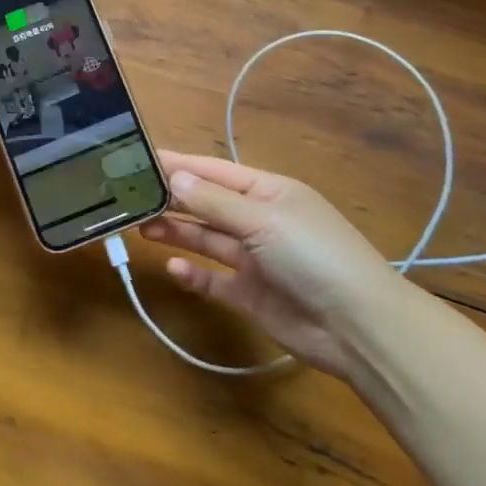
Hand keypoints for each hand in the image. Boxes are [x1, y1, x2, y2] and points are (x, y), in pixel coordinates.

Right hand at [139, 152, 399, 380]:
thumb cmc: (313, 256)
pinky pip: (214, 280)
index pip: (213, 170)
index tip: (138, 159)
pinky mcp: (251, 294)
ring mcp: (255, 259)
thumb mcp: (263, 220)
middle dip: (171, 200)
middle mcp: (259, 220)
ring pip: (206, 239)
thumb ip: (214, 202)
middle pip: (206, 204)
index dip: (178, 164)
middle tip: (128, 198)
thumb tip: (174, 177)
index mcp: (267, 192)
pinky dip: (194, 274)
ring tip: (139, 228)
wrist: (358, 327)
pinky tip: (173, 269)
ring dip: (176, 232)